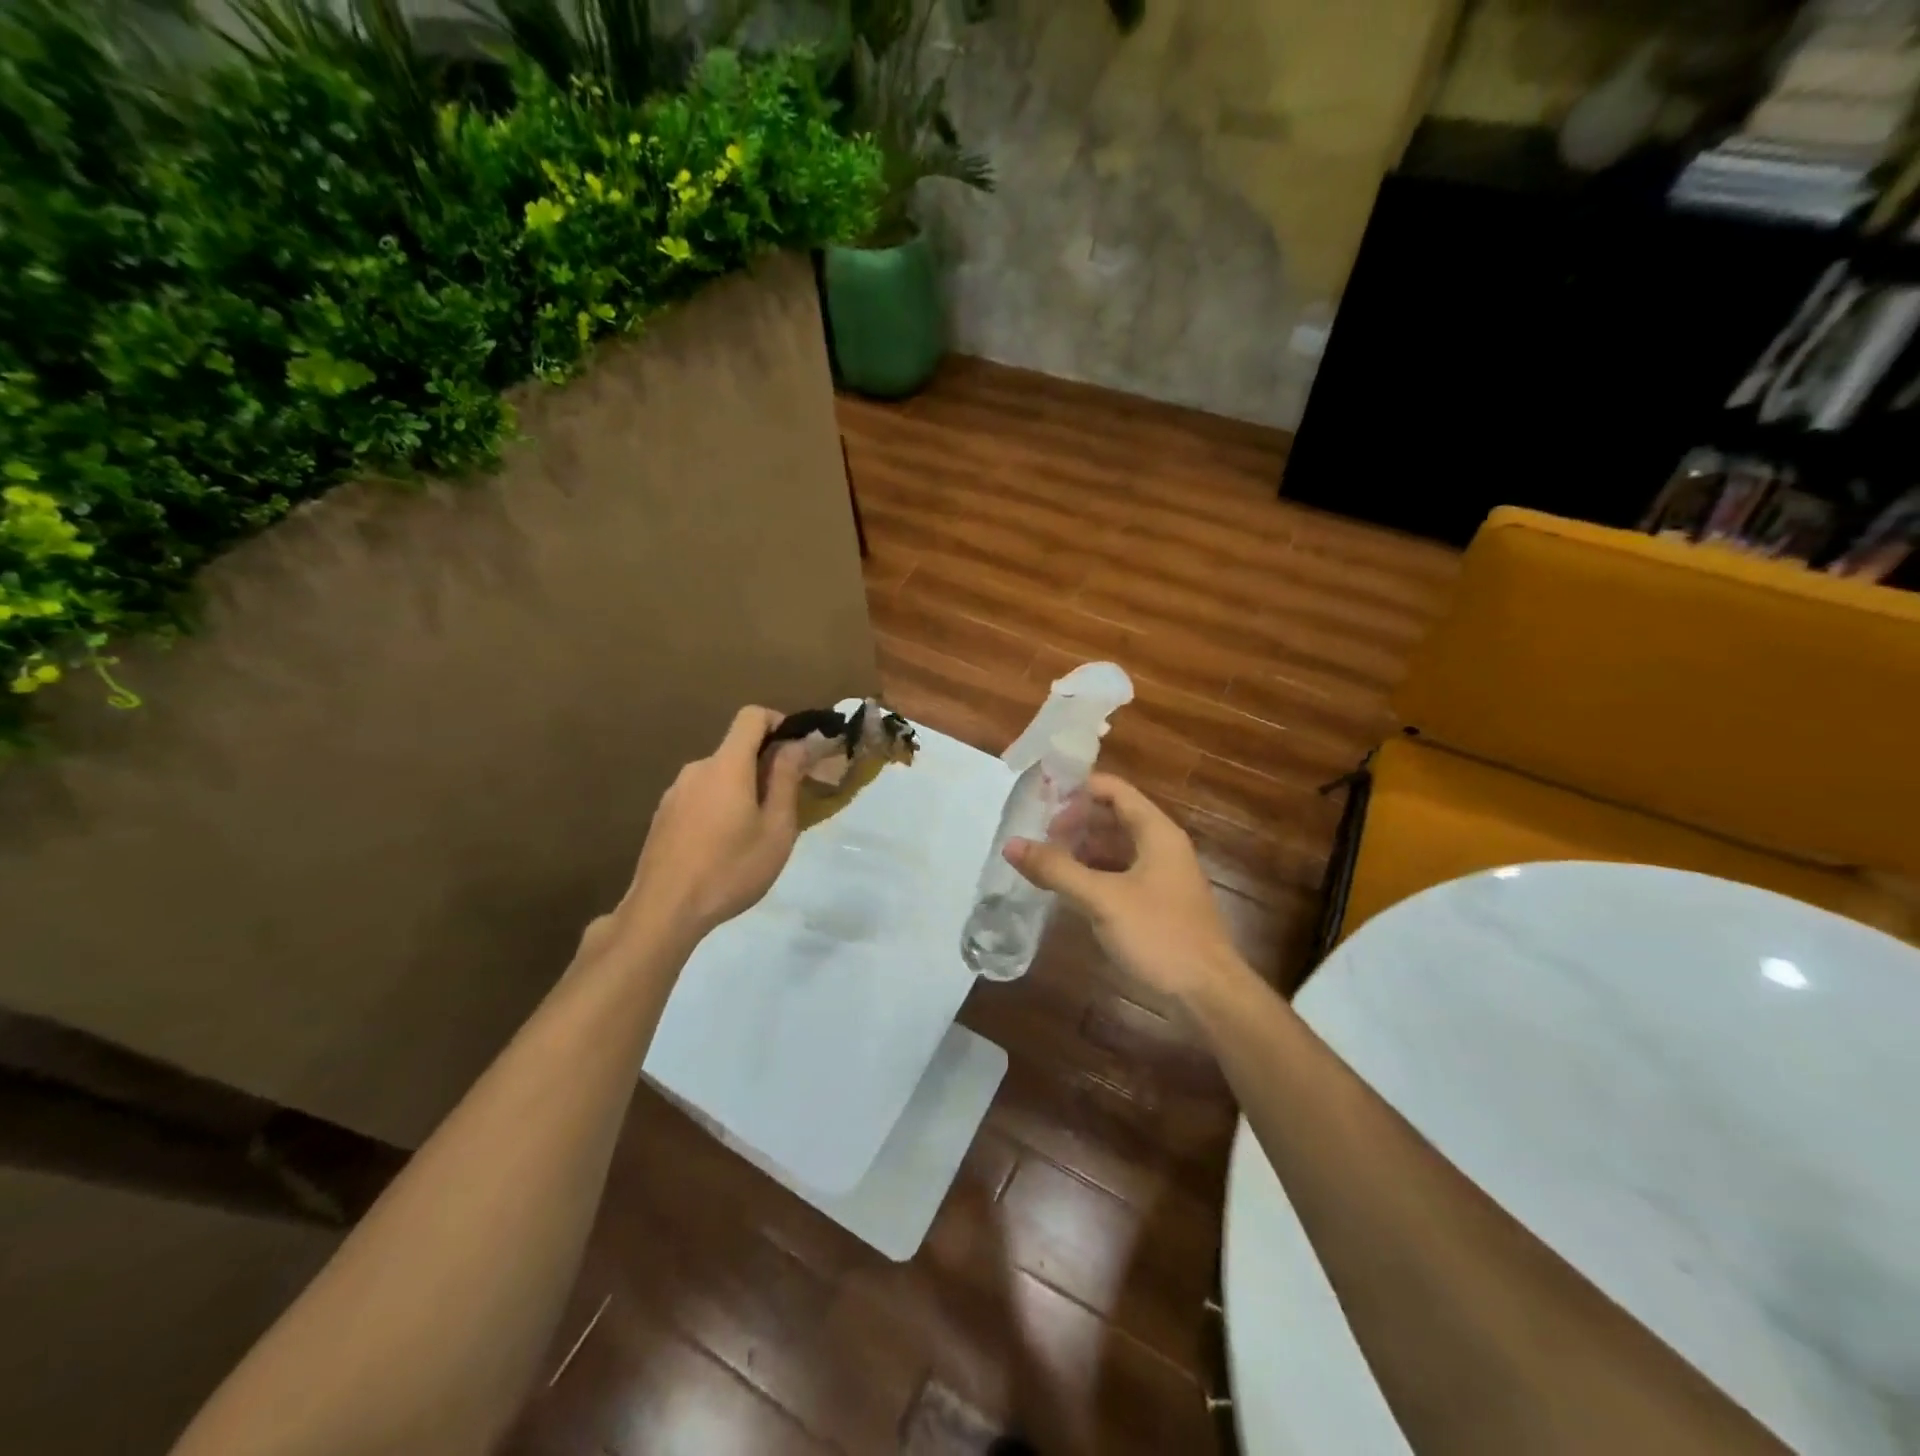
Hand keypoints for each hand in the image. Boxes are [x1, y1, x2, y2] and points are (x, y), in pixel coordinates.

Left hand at [595, 706, 809, 957]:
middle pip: (736, 749)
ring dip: (742, 789)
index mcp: (727, 765)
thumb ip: (787, 779)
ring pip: (719, 776)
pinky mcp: (663, 816)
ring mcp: (675, 793)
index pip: (751, 717)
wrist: (664, 911)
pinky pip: (701, 797)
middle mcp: (697, 769)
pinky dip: (720, 806)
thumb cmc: (731, 868)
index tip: (797, 750)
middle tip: (786, 803)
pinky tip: (725, 846)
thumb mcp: (776, 828)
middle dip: (765, 765)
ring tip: (756, 832)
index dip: (779, 722)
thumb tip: (797, 744)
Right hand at [1007, 774, 1242, 1008]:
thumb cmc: (1159, 935)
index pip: (1113, 790)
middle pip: (1112, 816)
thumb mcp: (1102, 899)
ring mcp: (1160, 875)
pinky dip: (1092, 873)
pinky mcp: (1156, 903)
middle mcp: (1161, 846)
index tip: (1040, 799)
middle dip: (1074, 821)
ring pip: (1115, 847)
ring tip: (1043, 859)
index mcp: (1156, 832)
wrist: (1208, 994)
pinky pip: (1118, 874)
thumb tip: (1011, 844)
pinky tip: (1066, 888)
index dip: (1077, 789)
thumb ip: (1056, 869)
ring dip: (1081, 848)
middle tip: (1035, 833)